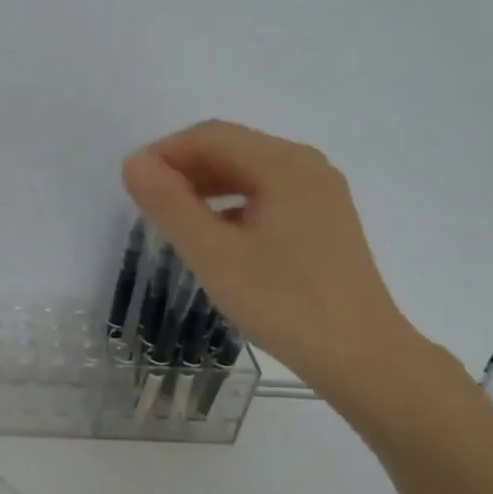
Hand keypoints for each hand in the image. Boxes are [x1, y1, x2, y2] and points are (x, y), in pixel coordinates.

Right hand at [122, 119, 435, 398]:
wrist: (361, 357)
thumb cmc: (284, 304)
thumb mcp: (215, 255)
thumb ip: (170, 205)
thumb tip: (134, 163)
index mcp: (284, 164)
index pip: (210, 136)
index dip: (164, 152)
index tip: (130, 184)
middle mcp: (306, 166)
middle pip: (232, 149)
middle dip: (184, 169)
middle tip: (145, 204)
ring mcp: (320, 194)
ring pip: (249, 174)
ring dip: (206, 187)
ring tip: (172, 219)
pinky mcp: (324, 221)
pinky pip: (267, 196)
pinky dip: (232, 206)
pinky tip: (214, 237)